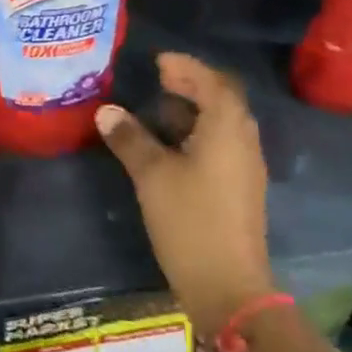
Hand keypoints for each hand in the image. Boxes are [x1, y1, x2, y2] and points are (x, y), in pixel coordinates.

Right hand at [95, 53, 275, 330]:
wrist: (229, 290)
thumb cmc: (191, 221)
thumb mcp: (152, 175)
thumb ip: (129, 138)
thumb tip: (106, 111)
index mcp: (227, 128)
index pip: (212, 81)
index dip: (186, 67)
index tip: (158, 62)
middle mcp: (243, 141)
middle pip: (222, 99)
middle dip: (191, 85)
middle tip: (158, 80)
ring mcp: (245, 167)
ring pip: (222, 124)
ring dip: (193, 110)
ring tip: (157, 110)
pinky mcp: (240, 189)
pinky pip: (221, 144)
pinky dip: (197, 133)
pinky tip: (170, 146)